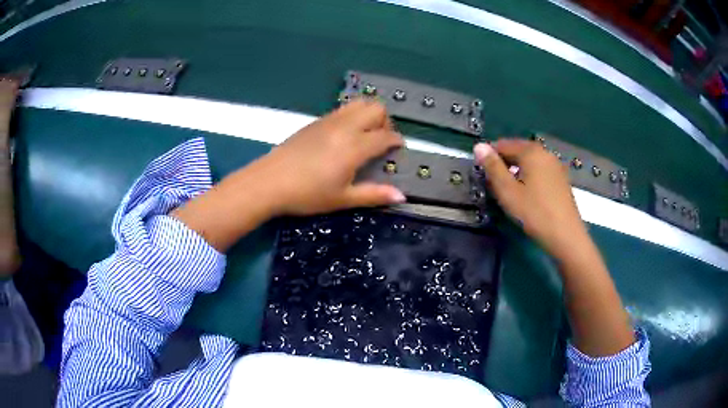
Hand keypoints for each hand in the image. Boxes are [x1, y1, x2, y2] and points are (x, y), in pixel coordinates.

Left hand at [253, 99, 405, 215]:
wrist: (269, 181)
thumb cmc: (307, 194)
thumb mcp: (343, 199)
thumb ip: (374, 195)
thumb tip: (402, 196)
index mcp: (355, 146)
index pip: (386, 136)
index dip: (396, 141)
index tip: (398, 149)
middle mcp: (345, 126)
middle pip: (376, 108)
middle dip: (386, 122)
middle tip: (381, 141)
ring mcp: (329, 120)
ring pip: (359, 103)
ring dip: (369, 114)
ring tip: (365, 134)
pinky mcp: (316, 121)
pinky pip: (343, 109)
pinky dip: (353, 115)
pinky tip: (344, 135)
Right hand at [474, 139, 587, 259]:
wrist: (566, 236)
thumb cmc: (534, 213)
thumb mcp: (507, 191)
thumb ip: (492, 167)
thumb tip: (478, 146)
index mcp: (531, 151)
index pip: (503, 144)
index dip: (489, 157)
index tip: (482, 174)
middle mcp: (545, 153)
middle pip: (518, 151)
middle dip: (504, 163)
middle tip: (494, 184)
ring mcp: (556, 166)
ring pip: (529, 162)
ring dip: (516, 170)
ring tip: (509, 191)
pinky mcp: (561, 179)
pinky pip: (540, 171)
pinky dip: (529, 177)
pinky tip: (527, 194)